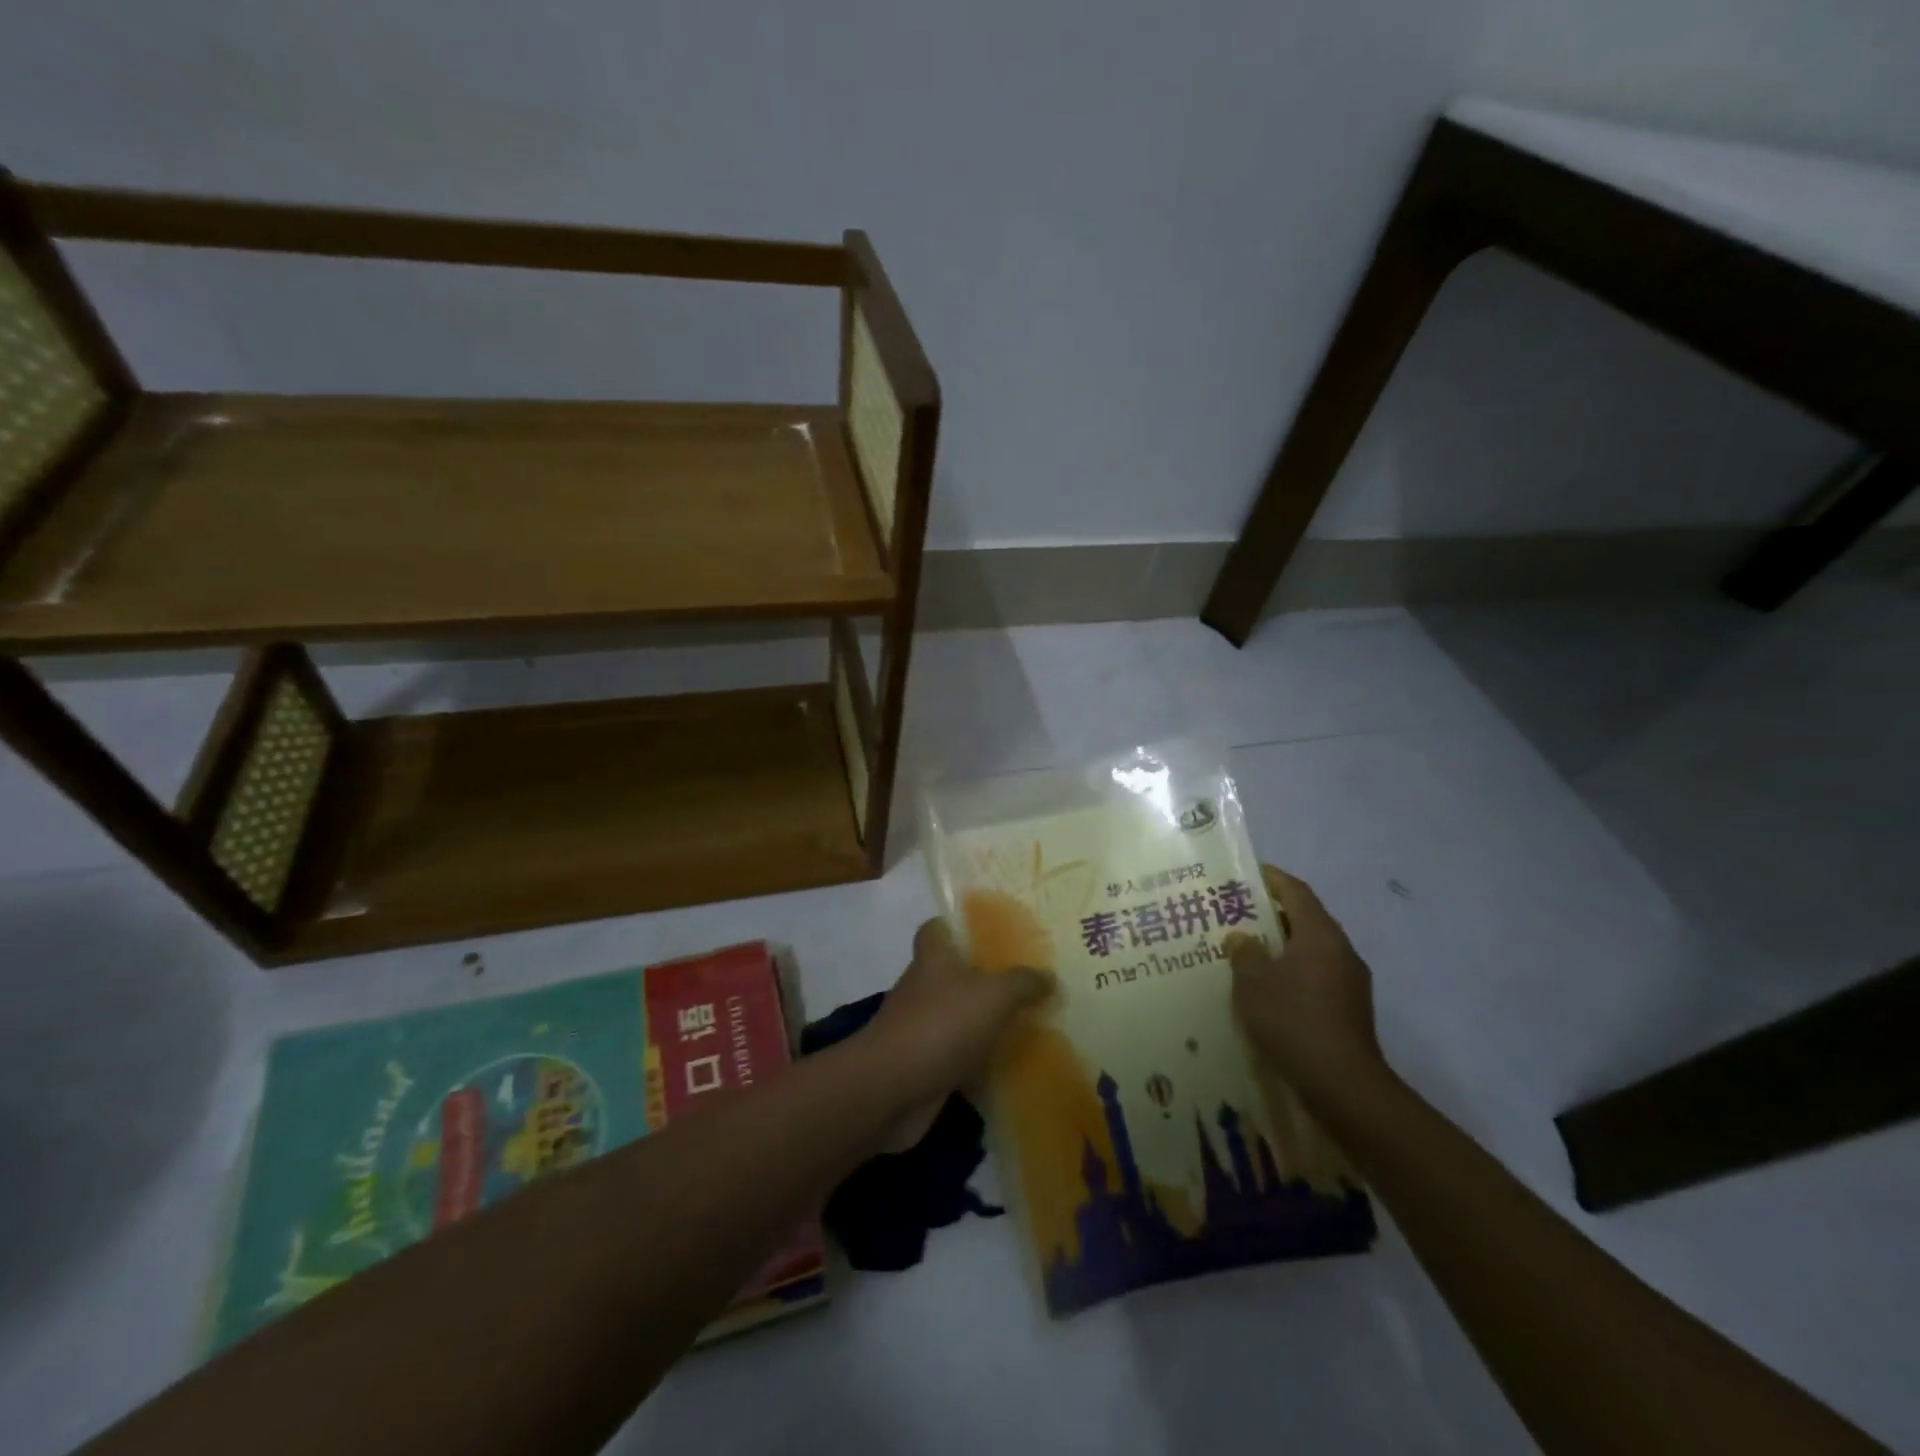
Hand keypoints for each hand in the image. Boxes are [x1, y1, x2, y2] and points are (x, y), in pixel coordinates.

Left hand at [866, 919, 1052, 1149]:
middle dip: (979, 977)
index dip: (955, 926)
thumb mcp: (994, 995)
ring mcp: (917, 1027)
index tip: (986, 934)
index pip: (935, 929)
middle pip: (949, 973)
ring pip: (953, 1015)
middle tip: (1021, 983)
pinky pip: (953, 1054)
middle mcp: (921, 987)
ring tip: (1021, 1024)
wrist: (893, 1088)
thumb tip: (1049, 977)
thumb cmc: (942, 1024)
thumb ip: (1023, 983)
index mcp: (933, 958)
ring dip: (979, 1021)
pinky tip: (1004, 1065)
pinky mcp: (920, 1064)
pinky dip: (973, 1058)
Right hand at [1228, 865, 1385, 1105]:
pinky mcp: (1350, 1010)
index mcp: (1320, 934)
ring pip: (1312, 951)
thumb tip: (1241, 937)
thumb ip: (1244, 953)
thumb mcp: (1253, 982)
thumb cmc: (1293, 1020)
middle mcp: (1341, 951)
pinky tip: (1269, 991)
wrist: (1343, 1085)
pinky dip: (1293, 974)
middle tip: (1238, 916)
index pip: (1296, 892)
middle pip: (1306, 920)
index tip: (1249, 874)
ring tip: (1248, 954)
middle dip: (1273, 915)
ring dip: (1283, 948)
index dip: (1272, 879)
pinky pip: (1317, 978)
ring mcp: (1351, 983)